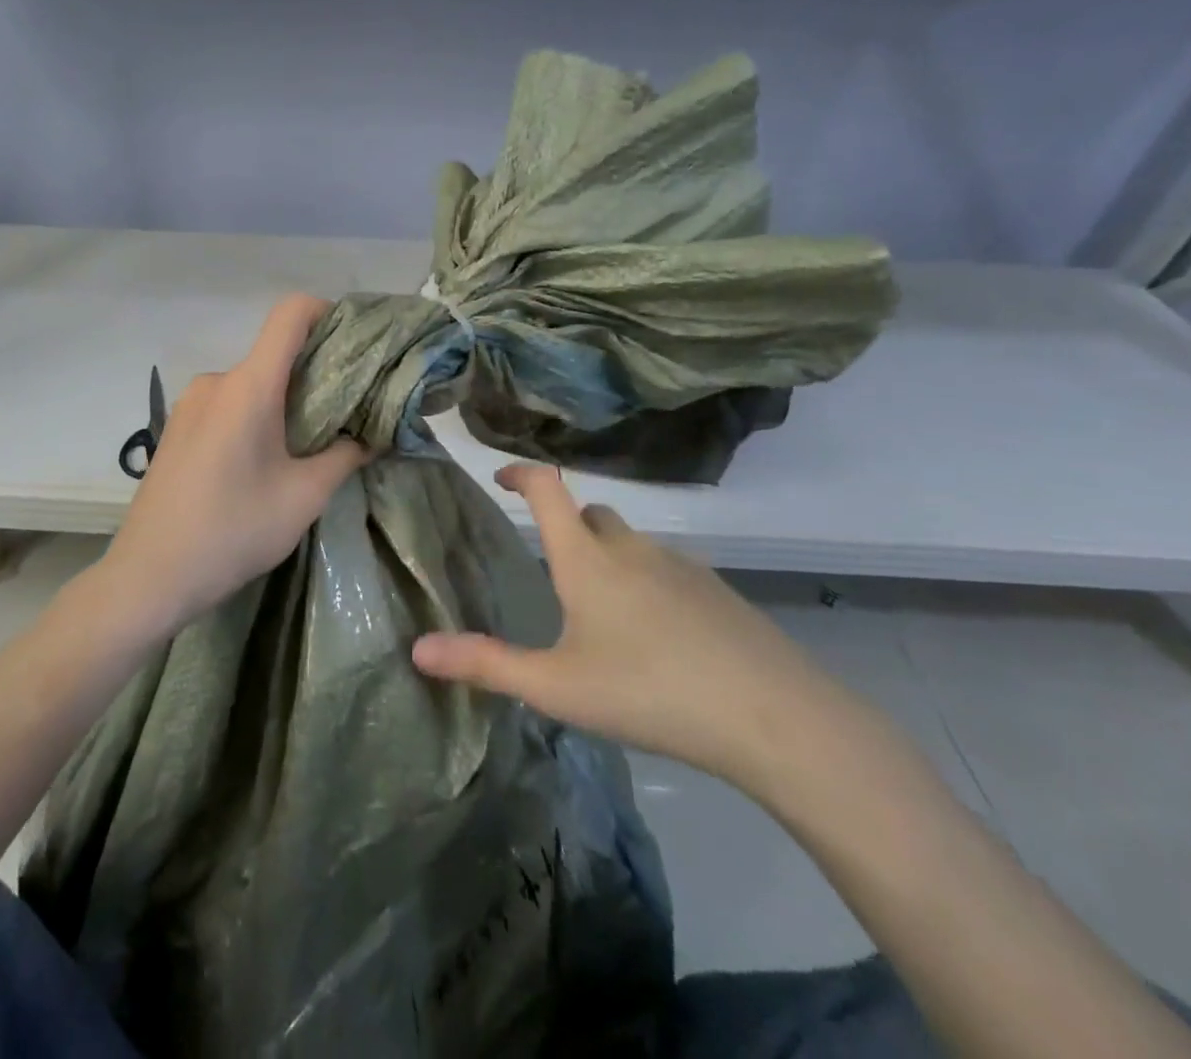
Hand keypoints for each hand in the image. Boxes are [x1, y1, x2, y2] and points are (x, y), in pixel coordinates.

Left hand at [91, 294, 369, 638]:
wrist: (149, 576)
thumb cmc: (233, 531)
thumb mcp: (303, 497)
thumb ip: (345, 456)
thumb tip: (372, 436)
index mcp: (248, 386)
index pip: (290, 315)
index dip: (327, 313)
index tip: (354, 345)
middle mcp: (216, 381)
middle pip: (274, 354)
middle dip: (315, 375)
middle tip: (345, 415)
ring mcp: (190, 403)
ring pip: (252, 384)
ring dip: (283, 403)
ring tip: (304, 449)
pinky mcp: (176, 427)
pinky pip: (227, 405)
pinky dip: (255, 417)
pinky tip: (261, 463)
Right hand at [412, 463, 852, 790]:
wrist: (772, 717)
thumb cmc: (648, 692)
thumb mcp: (556, 686)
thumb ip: (485, 664)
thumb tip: (418, 648)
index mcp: (587, 559)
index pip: (547, 488)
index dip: (521, 473)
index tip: (501, 477)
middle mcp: (631, 548)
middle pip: (590, 514)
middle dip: (565, 525)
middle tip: (552, 569)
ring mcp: (680, 565)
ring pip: (631, 543)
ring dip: (608, 557)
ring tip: (602, 613)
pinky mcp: (717, 591)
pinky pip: (666, 569)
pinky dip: (647, 582)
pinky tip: (655, 637)